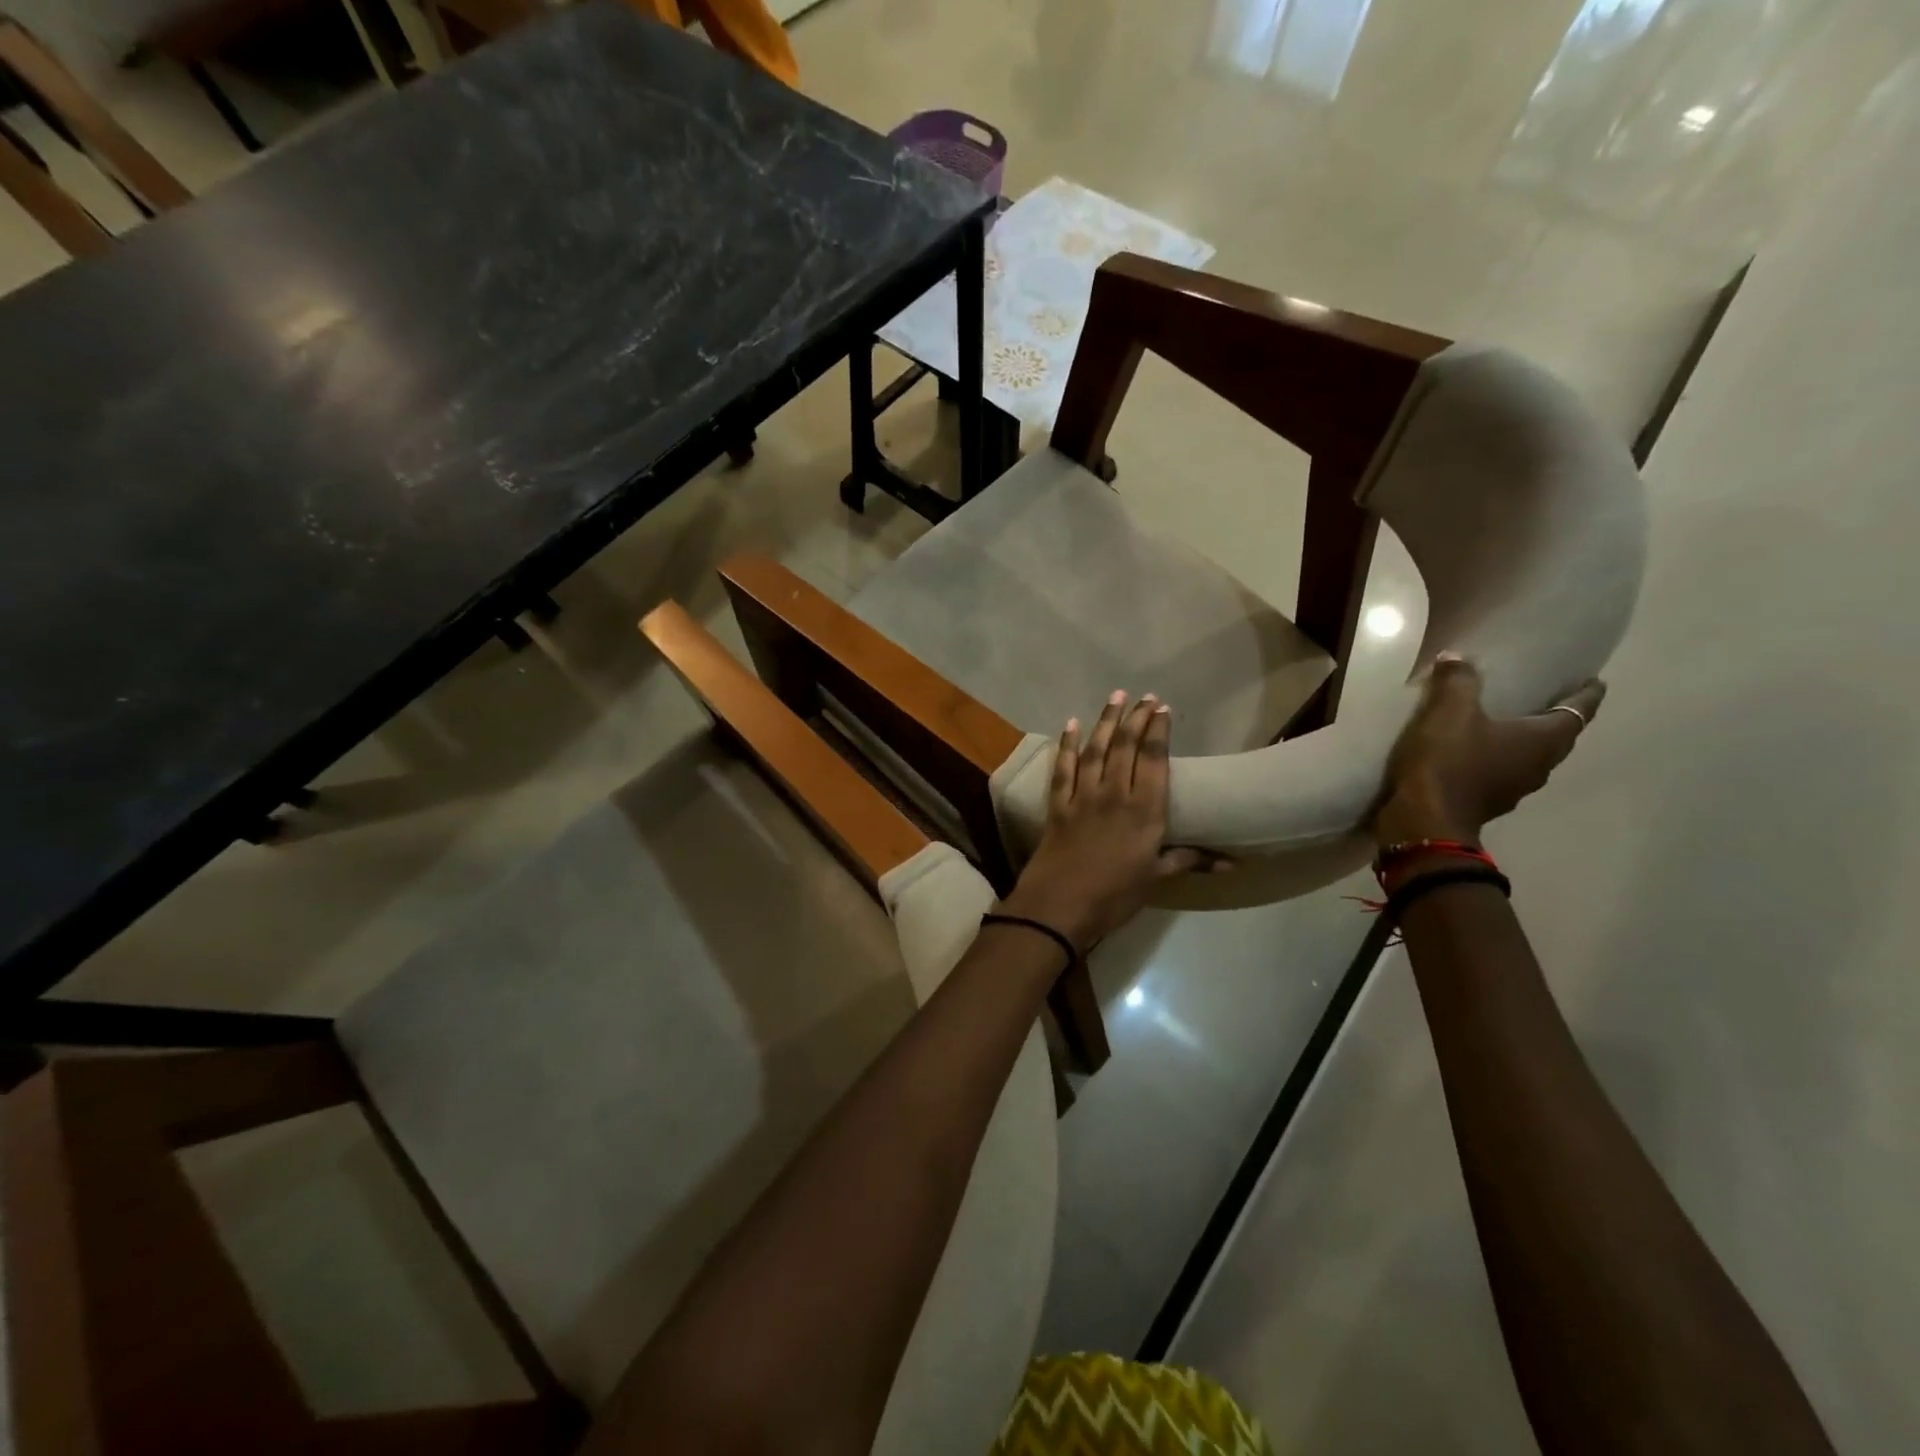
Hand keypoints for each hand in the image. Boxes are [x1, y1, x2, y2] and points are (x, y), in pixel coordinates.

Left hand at [998, 692, 1215, 949]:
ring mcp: (1082, 796)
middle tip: (1143, 696)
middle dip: (1135, 718)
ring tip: (1115, 697)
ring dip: (1105, 721)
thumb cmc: (1115, 895)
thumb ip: (1190, 861)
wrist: (1060, 906)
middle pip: (1125, 746)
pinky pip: (1062, 768)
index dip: (1158, 731)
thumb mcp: (1157, 878)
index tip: (1162, 709)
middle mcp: (1114, 794)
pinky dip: (1066, 745)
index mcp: (1144, 810)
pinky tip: (1070, 725)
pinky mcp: (1057, 804)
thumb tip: (1233, 863)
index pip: (1153, 759)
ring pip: (1095, 749)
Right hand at [1374, 654, 1605, 846]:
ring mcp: (1514, 788)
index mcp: (1543, 740)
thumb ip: (1457, 681)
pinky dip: (1494, 758)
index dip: (1586, 693)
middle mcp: (1539, 766)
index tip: (1593, 680)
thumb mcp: (1448, 711)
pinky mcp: (1486, 801)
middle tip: (1543, 696)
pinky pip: (1500, 772)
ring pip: (1528, 757)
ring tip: (1504, 722)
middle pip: (1557, 736)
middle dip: (1553, 716)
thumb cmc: (1448, 761)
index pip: (1579, 711)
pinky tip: (1472, 751)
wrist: (1423, 820)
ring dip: (1522, 740)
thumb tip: (1457, 658)